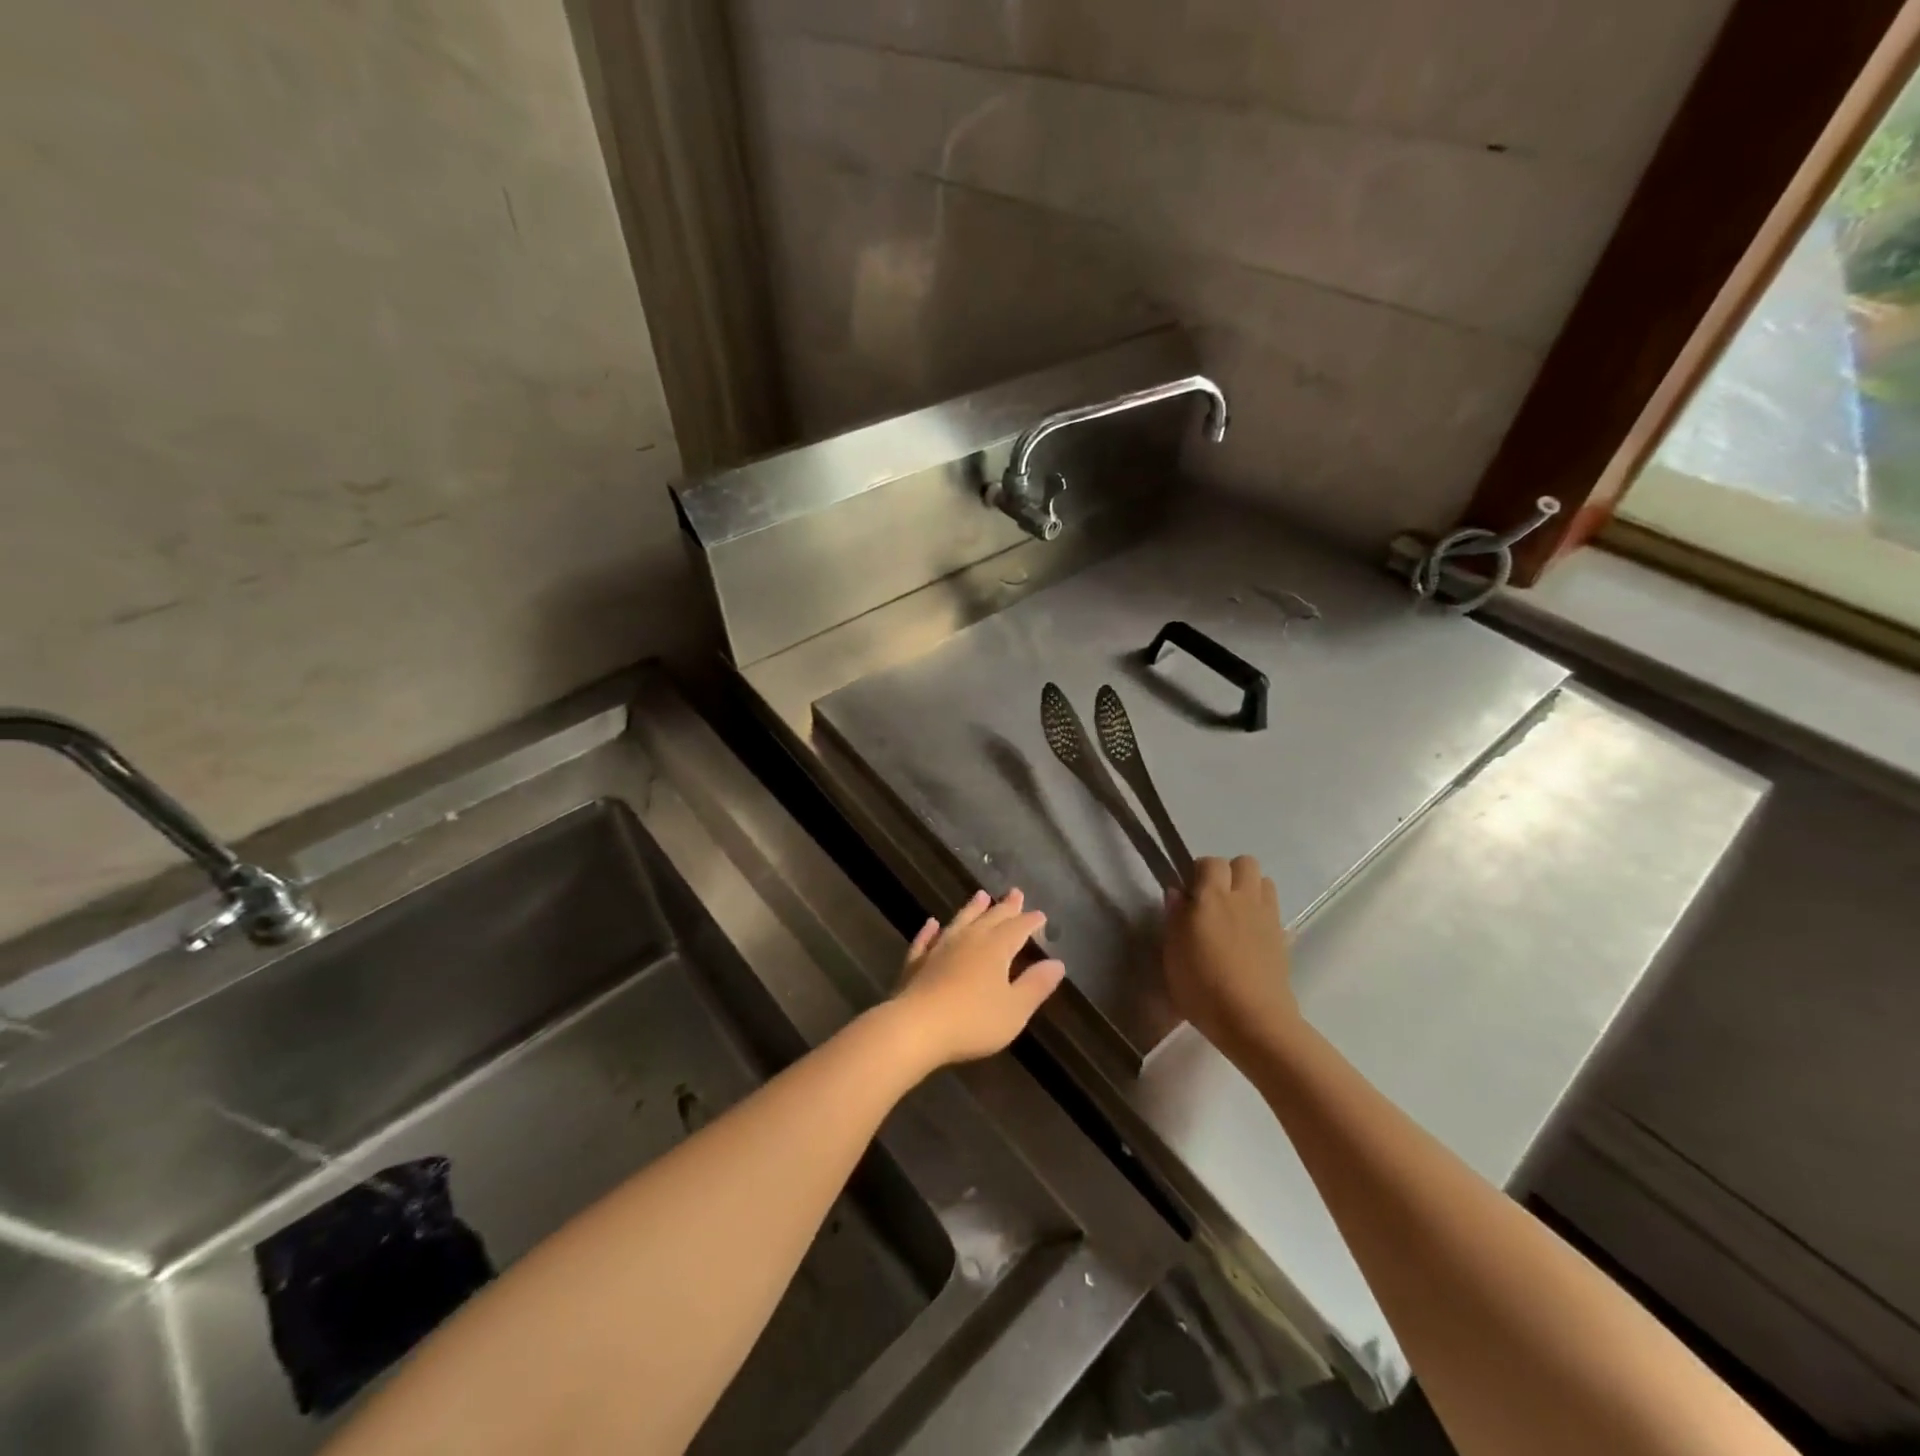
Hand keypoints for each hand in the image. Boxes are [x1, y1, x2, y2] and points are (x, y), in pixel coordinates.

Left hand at [889, 889, 1064, 1069]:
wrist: (916, 1027)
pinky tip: (931, 923)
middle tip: (1015, 893)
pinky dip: (930, 930)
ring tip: (980, 895)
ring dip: (972, 908)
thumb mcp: (1015, 1009)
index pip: (1018, 928)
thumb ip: (1036, 985)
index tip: (1040, 914)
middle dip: (1005, 907)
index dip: (1030, 921)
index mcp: (996, 948)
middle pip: (990, 918)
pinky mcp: (917, 962)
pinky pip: (926, 939)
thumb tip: (1057, 963)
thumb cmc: (973, 1021)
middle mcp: (969, 940)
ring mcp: (939, 948)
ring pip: (960, 921)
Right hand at [1164, 855, 1298, 1063]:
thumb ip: (1174, 917)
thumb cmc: (1202, 986)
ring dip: (1249, 889)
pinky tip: (1249, 937)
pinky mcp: (1283, 937)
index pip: (1210, 862)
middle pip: (1244, 863)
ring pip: (1264, 882)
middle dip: (1229, 873)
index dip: (1198, 872)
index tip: (1188, 893)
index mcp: (1212, 896)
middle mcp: (1243, 898)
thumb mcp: (1173, 953)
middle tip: (1213, 899)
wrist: (1253, 1020)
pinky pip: (1274, 910)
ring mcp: (1267, 917)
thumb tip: (1177, 892)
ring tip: (1234, 914)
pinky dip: (1262, 913)